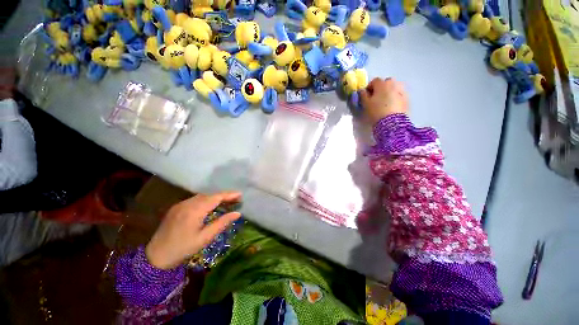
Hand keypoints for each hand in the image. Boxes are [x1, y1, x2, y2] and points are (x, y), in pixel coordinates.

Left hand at [145, 191, 241, 269]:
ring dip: (211, 199)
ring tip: (223, 204)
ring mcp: (179, 205)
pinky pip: (191, 202)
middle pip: (206, 196)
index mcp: (194, 210)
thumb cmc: (184, 248)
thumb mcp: (204, 238)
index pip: (214, 197)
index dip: (228, 195)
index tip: (240, 195)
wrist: (159, 252)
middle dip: (221, 196)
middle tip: (235, 200)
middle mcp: (186, 203)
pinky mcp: (174, 209)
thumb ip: (220, 224)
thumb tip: (237, 213)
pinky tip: (206, 210)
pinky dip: (201, 203)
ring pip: (198, 198)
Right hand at [360, 78, 408, 125]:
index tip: (369, 96)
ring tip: (388, 102)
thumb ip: (363, 94)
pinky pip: (401, 97)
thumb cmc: (377, 112)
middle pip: (387, 83)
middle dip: (383, 88)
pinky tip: (395, 107)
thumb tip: (363, 91)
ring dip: (392, 92)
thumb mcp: (366, 103)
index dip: (371, 88)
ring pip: (395, 89)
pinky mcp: (407, 101)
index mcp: (381, 83)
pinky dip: (398, 99)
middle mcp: (392, 85)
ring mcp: (401, 92)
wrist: (393, 124)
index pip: (374, 81)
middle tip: (380, 98)